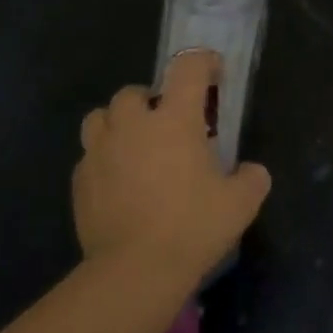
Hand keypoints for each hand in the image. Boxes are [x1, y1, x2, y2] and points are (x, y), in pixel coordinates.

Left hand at [72, 48, 272, 284]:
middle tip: (168, 126)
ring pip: (101, 118)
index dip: (204, 62)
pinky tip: (119, 186)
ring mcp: (100, 151)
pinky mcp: (80, 180)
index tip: (214, 73)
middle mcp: (132, 125)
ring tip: (134, 149)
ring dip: (118, 124)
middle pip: (134, 92)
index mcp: (174, 120)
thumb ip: (251, 179)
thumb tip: (252, 172)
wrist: (134, 270)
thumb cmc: (192, 228)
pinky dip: (105, 162)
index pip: (188, 68)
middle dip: (151, 101)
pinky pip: (90, 157)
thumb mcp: (240, 204)